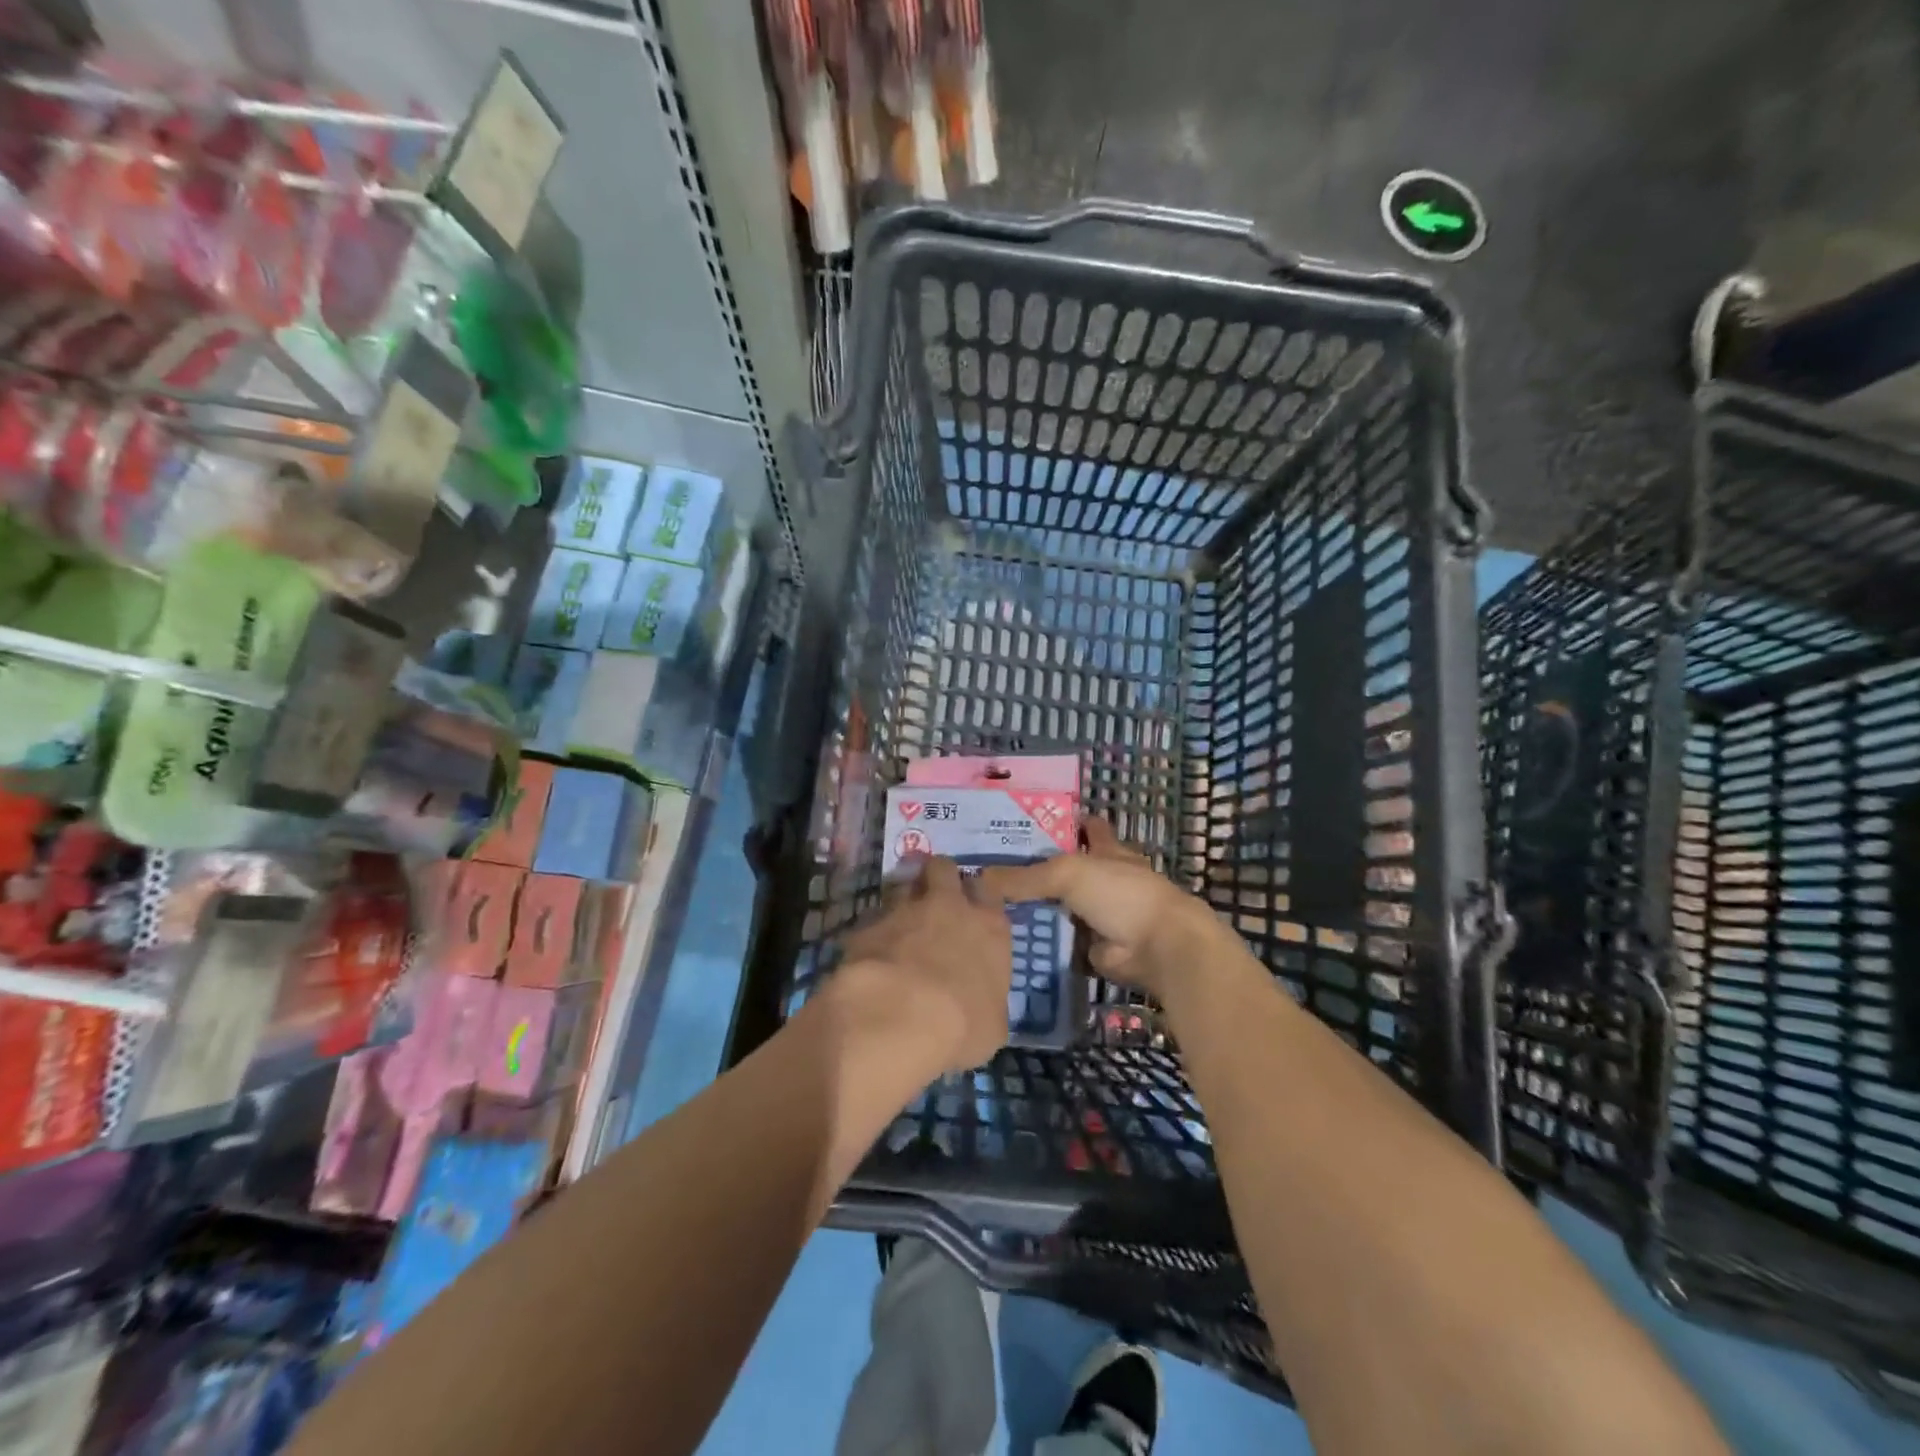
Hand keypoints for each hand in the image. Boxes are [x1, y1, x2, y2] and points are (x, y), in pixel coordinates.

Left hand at [829, 858, 1011, 1074]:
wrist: (899, 1017)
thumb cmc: (962, 1025)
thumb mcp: (993, 1025)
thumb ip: (987, 999)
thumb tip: (979, 1003)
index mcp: (989, 927)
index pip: (988, 889)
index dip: (977, 895)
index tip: (971, 907)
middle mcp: (949, 906)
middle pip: (943, 868)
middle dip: (938, 877)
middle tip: (933, 899)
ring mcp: (904, 910)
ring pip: (903, 885)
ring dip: (902, 901)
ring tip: (899, 927)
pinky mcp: (867, 925)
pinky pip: (872, 919)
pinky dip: (873, 932)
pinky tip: (870, 956)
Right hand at [979, 819, 1240, 1003]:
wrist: (1158, 948)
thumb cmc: (1121, 894)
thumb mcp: (1067, 873)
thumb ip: (1023, 876)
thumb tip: (975, 879)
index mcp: (1106, 849)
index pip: (1084, 827)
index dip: (1060, 822)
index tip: (1024, 823)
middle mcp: (1103, 878)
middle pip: (1064, 868)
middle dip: (1034, 868)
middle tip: (988, 870)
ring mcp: (1099, 913)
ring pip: (1058, 905)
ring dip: (1033, 907)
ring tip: (986, 905)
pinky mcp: (1092, 946)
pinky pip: (1058, 940)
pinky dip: (1039, 940)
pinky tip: (1005, 938)